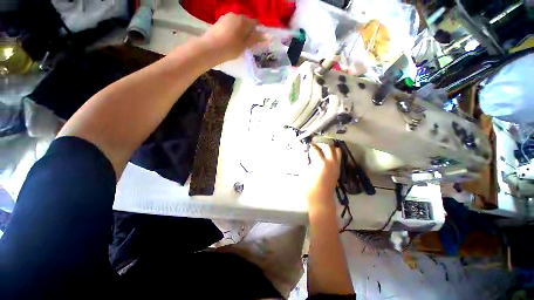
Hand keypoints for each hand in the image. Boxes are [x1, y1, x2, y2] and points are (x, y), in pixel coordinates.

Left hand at [201, 13, 264, 62]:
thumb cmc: (230, 48)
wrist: (210, 48)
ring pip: (237, 24)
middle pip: (245, 22)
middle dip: (249, 31)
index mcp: (243, 20)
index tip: (258, 40)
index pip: (255, 23)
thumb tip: (265, 36)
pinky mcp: (219, 22)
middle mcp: (235, 15)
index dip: (258, 31)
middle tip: (249, 43)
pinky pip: (230, 25)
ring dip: (240, 31)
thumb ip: (255, 39)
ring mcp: (225, 17)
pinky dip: (233, 31)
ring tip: (240, 43)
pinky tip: (231, 40)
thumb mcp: (245, 45)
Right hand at [305, 143, 341, 209]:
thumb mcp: (305, 173)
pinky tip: (326, 155)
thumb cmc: (310, 188)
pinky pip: (338, 157)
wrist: (321, 200)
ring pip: (336, 150)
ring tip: (322, 148)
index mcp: (321, 163)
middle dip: (320, 143)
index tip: (307, 144)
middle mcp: (331, 162)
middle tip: (314, 144)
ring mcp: (336, 166)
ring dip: (329, 147)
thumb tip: (308, 154)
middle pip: (328, 147)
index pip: (315, 149)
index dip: (310, 146)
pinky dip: (333, 153)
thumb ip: (307, 162)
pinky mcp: (338, 170)